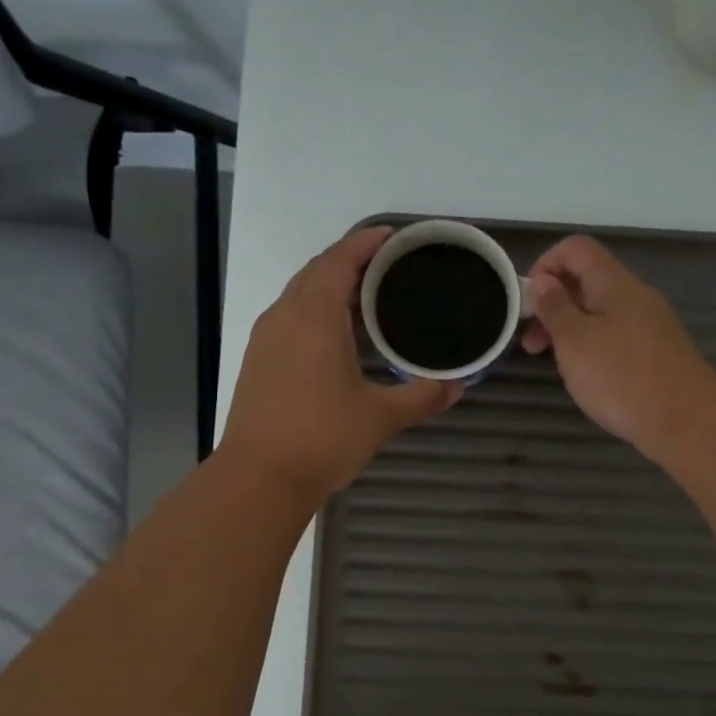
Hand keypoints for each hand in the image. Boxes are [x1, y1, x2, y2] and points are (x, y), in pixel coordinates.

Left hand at [220, 226, 460, 505]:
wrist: (259, 478)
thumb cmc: (322, 438)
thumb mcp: (381, 417)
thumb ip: (422, 396)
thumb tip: (457, 386)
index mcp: (315, 315)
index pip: (341, 259)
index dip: (367, 242)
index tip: (394, 237)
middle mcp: (285, 315)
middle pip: (317, 271)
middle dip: (351, 261)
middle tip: (390, 267)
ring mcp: (265, 338)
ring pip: (300, 295)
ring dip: (331, 286)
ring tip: (369, 298)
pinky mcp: (258, 361)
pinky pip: (290, 318)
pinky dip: (316, 312)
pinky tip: (338, 337)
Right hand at [520, 235, 715, 458]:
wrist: (687, 421)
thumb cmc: (622, 377)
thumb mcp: (575, 341)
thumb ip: (555, 308)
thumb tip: (543, 281)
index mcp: (614, 283)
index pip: (575, 249)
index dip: (545, 266)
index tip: (528, 304)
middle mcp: (634, 296)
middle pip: (586, 280)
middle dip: (552, 305)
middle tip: (531, 344)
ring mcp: (649, 324)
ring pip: (599, 312)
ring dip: (569, 330)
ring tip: (554, 364)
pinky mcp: (655, 352)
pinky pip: (615, 335)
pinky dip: (591, 347)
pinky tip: (586, 377)